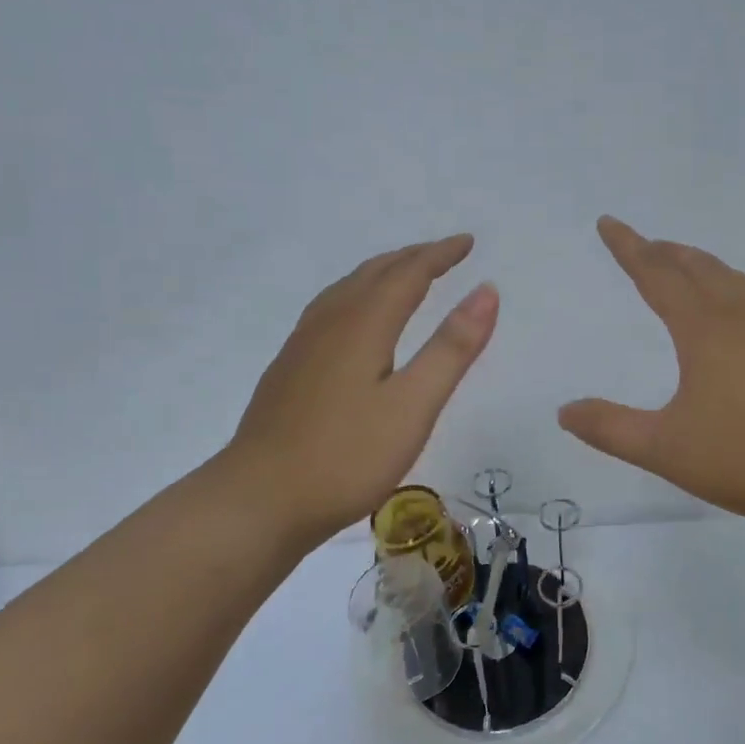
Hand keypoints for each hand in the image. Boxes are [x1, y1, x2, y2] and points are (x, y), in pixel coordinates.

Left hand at [220, 235, 497, 553]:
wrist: (258, 500)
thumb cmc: (346, 456)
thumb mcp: (413, 405)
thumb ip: (451, 348)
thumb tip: (487, 291)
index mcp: (363, 325)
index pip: (408, 274)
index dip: (440, 255)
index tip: (468, 243)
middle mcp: (329, 324)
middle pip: (374, 274)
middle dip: (412, 258)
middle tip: (444, 254)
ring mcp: (302, 346)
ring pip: (347, 289)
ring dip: (382, 273)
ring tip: (404, 274)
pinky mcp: (289, 370)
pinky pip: (330, 310)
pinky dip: (357, 295)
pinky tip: (354, 320)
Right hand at [558, 217, 744, 531]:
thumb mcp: (665, 448)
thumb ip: (611, 429)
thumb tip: (565, 411)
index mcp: (705, 328)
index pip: (657, 274)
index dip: (629, 248)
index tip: (608, 223)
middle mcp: (742, 317)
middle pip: (699, 267)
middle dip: (665, 252)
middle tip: (643, 245)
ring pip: (733, 280)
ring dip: (702, 265)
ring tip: (685, 267)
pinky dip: (729, 288)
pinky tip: (734, 315)